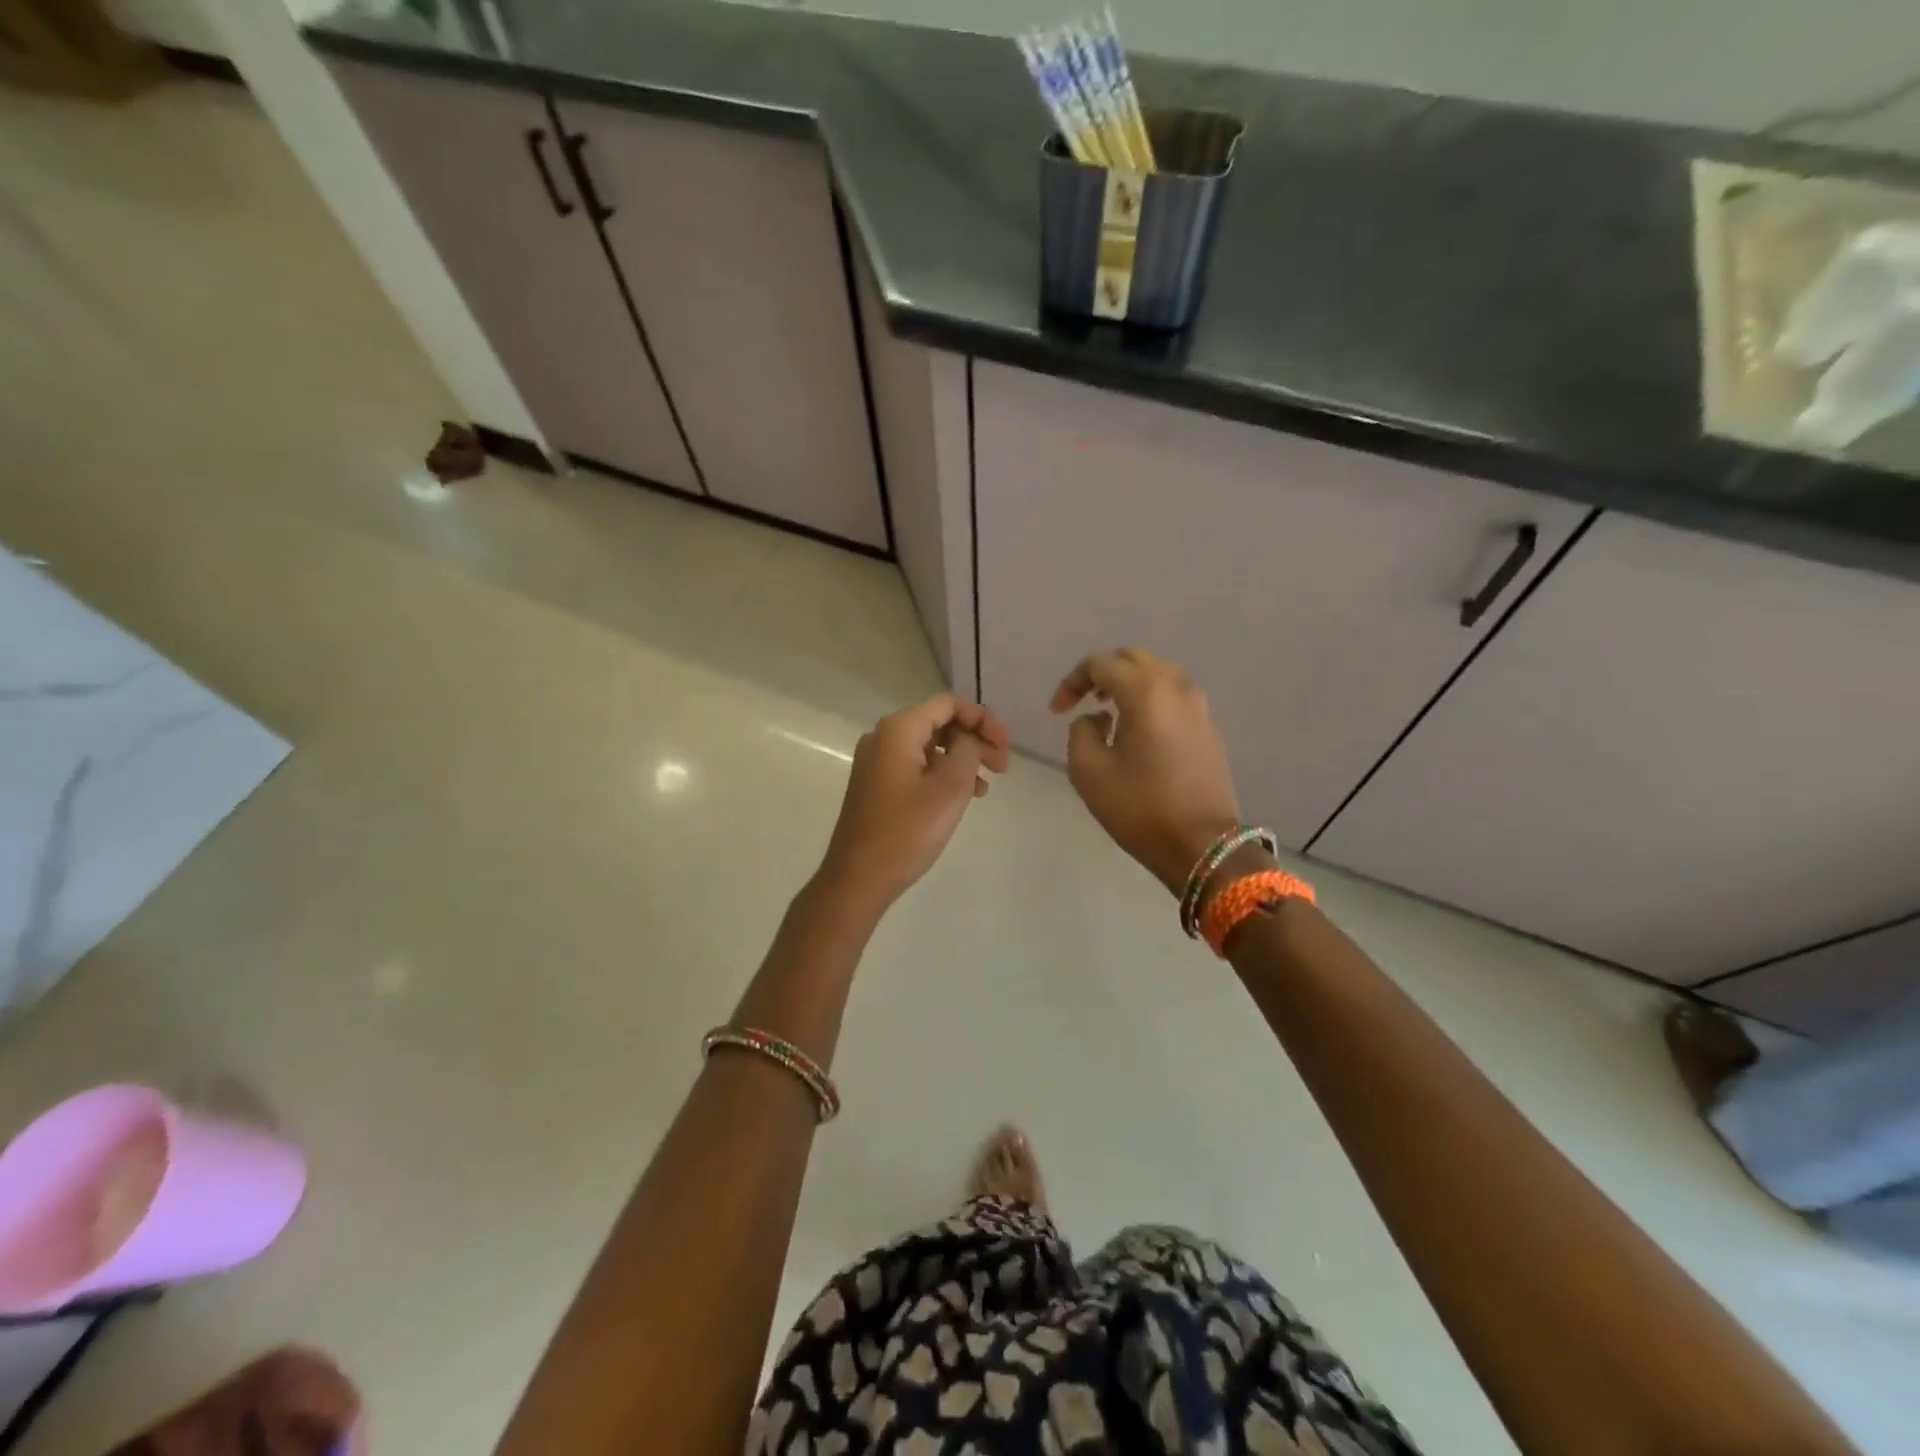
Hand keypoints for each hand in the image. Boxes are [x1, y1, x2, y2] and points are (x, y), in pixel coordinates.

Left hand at [817, 693, 1010, 912]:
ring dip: (962, 759)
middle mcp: (883, 738)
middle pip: (939, 722)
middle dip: (974, 739)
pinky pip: (916, 766)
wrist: (859, 878)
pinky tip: (962, 797)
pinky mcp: (876, 785)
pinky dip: (942, 774)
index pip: (949, 704)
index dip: (983, 720)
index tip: (1005, 748)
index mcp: (898, 730)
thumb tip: (969, 739)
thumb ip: (968, 750)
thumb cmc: (907, 831)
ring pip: (929, 746)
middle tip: (1002, 768)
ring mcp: (876, 762)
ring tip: (986, 787)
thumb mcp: (950, 787)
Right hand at [1050, 648, 1242, 895]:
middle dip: (1102, 675)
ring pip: (1158, 674)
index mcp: (1145, 692)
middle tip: (1084, 702)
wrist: (1202, 844)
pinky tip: (1139, 731)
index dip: (1072, 682)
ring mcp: (1199, 706)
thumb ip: (1081, 731)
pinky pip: (1174, 696)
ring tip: (1110, 714)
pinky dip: (1151, 700)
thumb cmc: (1139, 808)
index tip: (1057, 711)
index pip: (1100, 664)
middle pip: (1133, 659)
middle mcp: (1176, 687)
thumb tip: (1097, 720)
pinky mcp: (1209, 727)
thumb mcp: (1088, 771)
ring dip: (1129, 685)